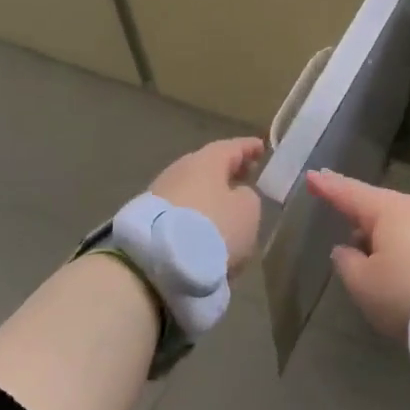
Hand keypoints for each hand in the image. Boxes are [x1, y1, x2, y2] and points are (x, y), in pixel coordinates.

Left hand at [150, 137, 265, 270]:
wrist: (159, 261)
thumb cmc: (213, 228)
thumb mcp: (247, 211)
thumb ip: (247, 196)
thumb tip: (237, 194)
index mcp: (206, 161)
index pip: (231, 147)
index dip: (248, 148)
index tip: (261, 147)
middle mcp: (180, 170)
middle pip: (208, 166)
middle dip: (228, 171)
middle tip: (246, 176)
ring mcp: (160, 193)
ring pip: (193, 188)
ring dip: (210, 194)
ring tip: (226, 206)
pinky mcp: (148, 219)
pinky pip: (180, 210)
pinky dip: (195, 213)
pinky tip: (204, 227)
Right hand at [305, 171, 409, 338]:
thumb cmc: (409, 293)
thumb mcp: (364, 285)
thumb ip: (347, 264)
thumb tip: (346, 248)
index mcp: (386, 210)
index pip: (348, 193)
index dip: (328, 186)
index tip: (311, 176)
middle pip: (379, 206)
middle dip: (359, 212)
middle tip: (342, 213)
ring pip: (403, 223)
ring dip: (385, 234)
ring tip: (371, 250)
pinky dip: (407, 247)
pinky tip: (404, 266)